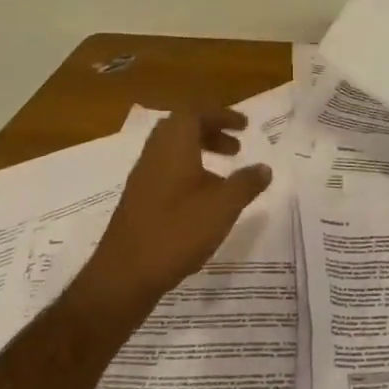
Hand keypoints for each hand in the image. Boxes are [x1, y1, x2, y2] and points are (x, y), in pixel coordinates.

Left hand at [78, 108, 273, 316]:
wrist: (124, 275)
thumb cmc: (176, 233)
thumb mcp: (222, 208)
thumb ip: (246, 184)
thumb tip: (264, 168)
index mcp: (173, 147)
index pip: (194, 113)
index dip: (220, 114)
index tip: (244, 126)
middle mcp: (154, 155)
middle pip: (181, 128)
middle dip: (210, 132)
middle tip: (236, 148)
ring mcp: (142, 179)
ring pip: (172, 151)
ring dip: (200, 154)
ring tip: (225, 176)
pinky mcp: (138, 201)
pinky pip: (166, 172)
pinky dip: (188, 173)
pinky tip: (204, 202)